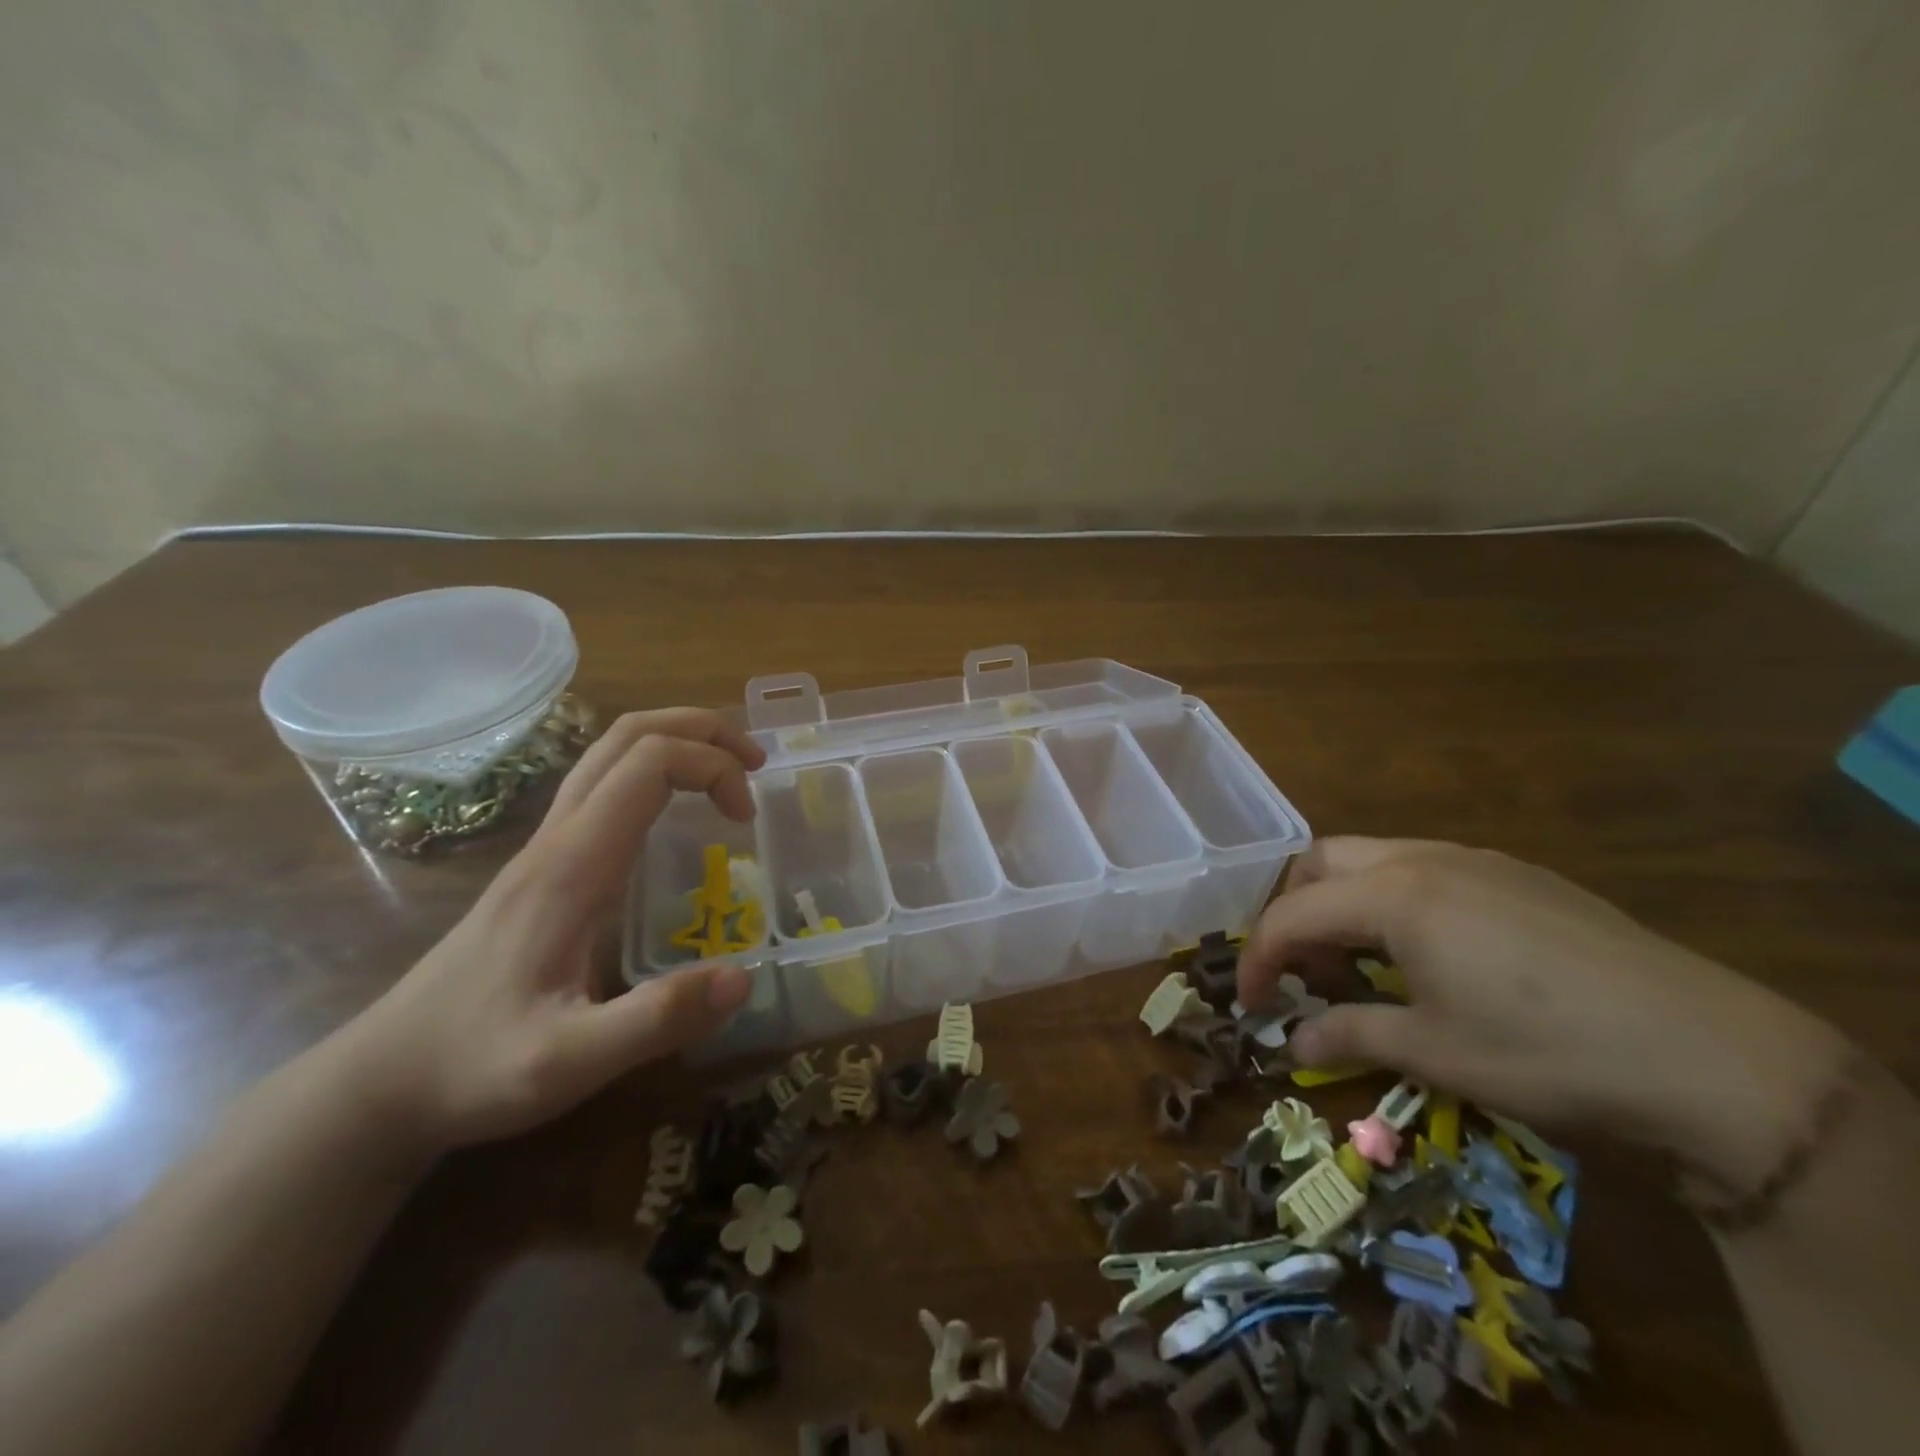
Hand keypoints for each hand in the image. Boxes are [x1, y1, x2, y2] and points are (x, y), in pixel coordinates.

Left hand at [336, 709, 766, 1155]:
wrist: (383, 1080)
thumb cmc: (474, 1066)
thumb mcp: (567, 1062)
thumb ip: (655, 1021)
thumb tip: (744, 978)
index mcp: (571, 864)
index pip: (649, 764)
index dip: (712, 767)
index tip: (746, 817)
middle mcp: (558, 838)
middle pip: (628, 735)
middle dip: (701, 731)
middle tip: (755, 764)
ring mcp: (545, 847)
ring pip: (611, 752)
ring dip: (677, 743)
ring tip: (729, 773)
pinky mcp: (543, 865)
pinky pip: (603, 785)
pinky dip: (655, 771)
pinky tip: (678, 812)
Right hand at [1236, 837, 1851, 1191]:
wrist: (1715, 1059)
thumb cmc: (1549, 1054)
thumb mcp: (1436, 1053)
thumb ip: (1350, 1036)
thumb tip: (1292, 1041)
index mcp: (1394, 895)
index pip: (1292, 915)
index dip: (1259, 959)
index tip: (1250, 1005)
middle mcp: (1425, 859)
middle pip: (1320, 862)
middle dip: (1291, 910)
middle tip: (1300, 969)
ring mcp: (1476, 860)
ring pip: (1373, 859)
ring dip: (1341, 902)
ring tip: (1357, 964)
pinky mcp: (1518, 875)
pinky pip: (1424, 868)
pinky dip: (1392, 900)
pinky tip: (1425, 953)